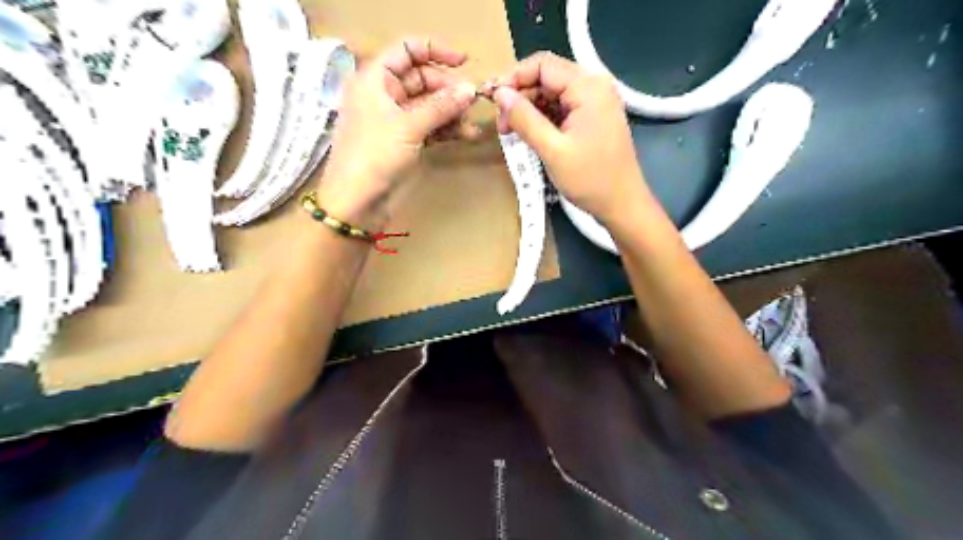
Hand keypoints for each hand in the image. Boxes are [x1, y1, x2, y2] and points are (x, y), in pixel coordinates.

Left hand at [318, 39, 476, 227]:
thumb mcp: (408, 127)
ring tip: (471, 125)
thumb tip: (470, 89)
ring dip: (450, 112)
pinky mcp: (402, 141)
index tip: (464, 62)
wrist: (356, 202)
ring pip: (428, 106)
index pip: (406, 50)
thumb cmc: (374, 156)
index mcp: (375, 79)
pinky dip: (445, 129)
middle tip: (471, 104)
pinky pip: (428, 126)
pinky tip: (465, 135)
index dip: (435, 51)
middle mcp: (384, 95)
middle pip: (421, 79)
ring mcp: (394, 120)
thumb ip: (440, 106)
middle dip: (447, 90)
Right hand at [491, 51, 648, 223]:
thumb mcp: (552, 150)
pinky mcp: (593, 118)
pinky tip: (531, 135)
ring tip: (512, 133)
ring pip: (552, 94)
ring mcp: (595, 102)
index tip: (493, 101)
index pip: (542, 64)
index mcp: (588, 86)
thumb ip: (525, 119)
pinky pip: (562, 108)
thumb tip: (499, 93)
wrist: (623, 204)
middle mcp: (594, 86)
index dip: (514, 78)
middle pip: (547, 77)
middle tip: (502, 125)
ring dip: (530, 109)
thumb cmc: (590, 179)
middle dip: (520, 97)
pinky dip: (543, 119)